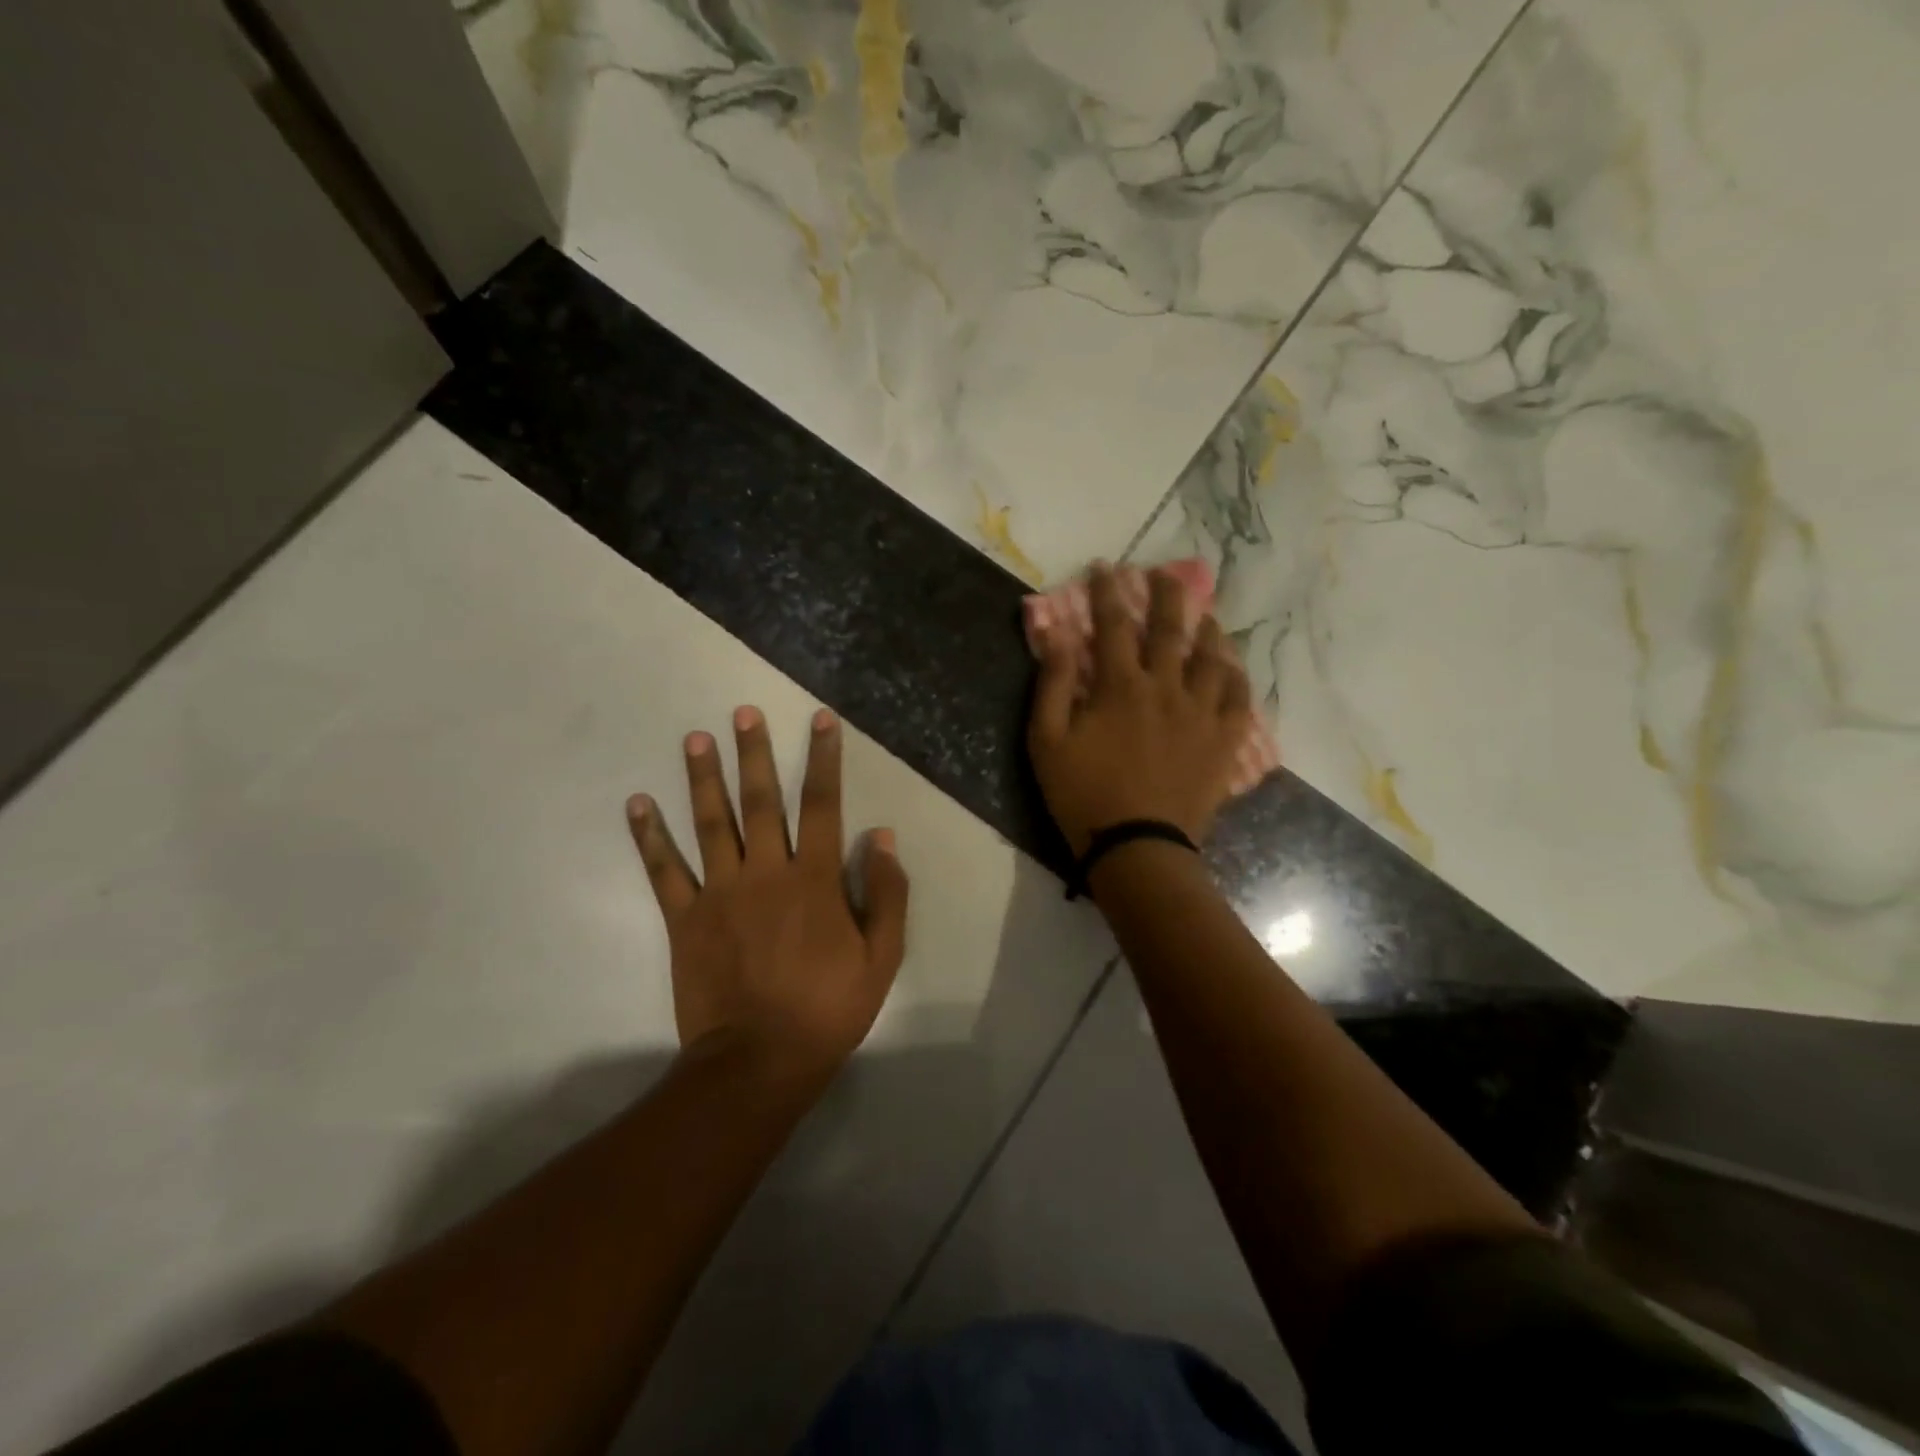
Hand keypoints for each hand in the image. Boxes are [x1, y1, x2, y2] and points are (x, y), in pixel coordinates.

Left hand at [626, 705, 909, 1078]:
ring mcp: (720, 893)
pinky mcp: (685, 919)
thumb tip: (881, 836)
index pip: (821, 804)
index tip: (820, 720)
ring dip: (702, 778)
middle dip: (753, 753)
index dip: (823, 759)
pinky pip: (664, 871)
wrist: (760, 1061)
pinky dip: (649, 837)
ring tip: (694, 739)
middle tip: (742, 712)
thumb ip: (885, 893)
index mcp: (814, 878)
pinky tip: (637, 804)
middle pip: (760, 801)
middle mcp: (766, 872)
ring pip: (710, 824)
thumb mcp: (882, 956)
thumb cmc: (828, 1008)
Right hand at [1029, 563, 1254, 854]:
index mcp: (1120, 685)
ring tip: (1206, 615)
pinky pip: (1239, 700)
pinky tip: (1233, 669)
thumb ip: (1053, 682)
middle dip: (1166, 595)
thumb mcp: (1047, 739)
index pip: (1113, 624)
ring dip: (1208, 630)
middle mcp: (1166, 687)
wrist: (1137, 848)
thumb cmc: (1082, 794)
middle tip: (1166, 573)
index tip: (1105, 567)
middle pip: (1170, 629)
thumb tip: (1055, 631)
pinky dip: (1237, 678)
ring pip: (1213, 658)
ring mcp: (1201, 714)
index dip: (1107, 592)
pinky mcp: (1223, 742)